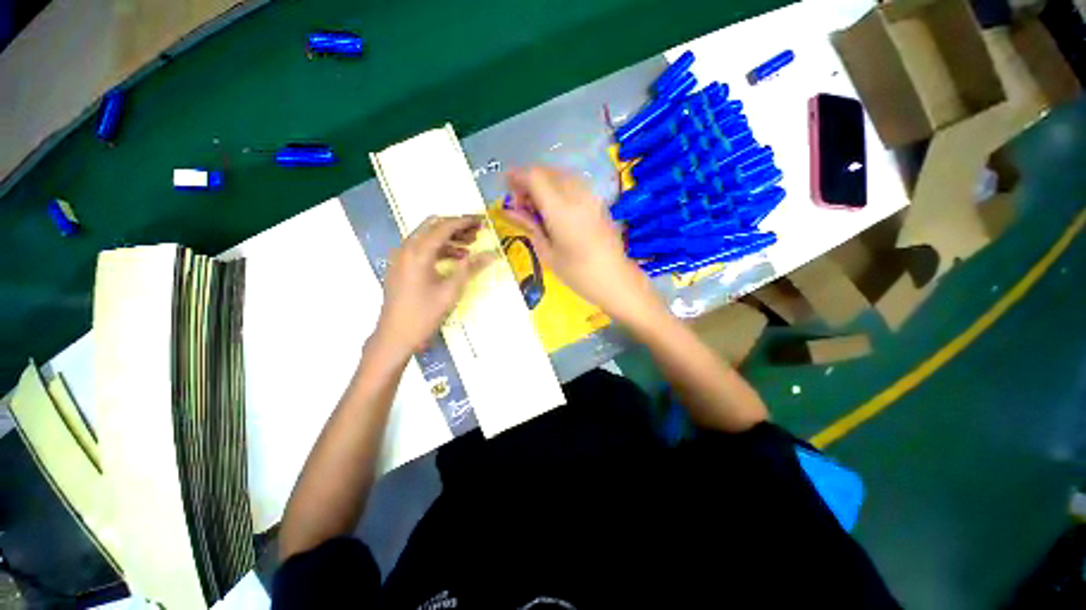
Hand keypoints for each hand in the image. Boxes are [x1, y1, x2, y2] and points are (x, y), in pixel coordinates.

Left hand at [373, 215, 495, 359]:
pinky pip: (422, 249)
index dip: (465, 222)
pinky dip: (439, 249)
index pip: (444, 227)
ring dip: (448, 238)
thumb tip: (493, 254)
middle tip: (477, 233)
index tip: (482, 221)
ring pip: (427, 237)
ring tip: (470, 247)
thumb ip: (471, 268)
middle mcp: (406, 248)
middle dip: (456, 227)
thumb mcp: (451, 290)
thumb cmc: (424, 314)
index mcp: (418, 252)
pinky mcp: (401, 267)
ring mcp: (401, 257)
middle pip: (433, 226)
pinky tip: (455, 259)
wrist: (395, 336)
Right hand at [505, 167, 662, 325]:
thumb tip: (508, 210)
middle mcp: (577, 195)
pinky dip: (558, 188)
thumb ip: (529, 226)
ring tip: (537, 208)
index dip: (517, 177)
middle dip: (529, 181)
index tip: (506, 188)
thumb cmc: (578, 274)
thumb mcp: (547, 253)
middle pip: (547, 172)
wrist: (615, 280)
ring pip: (561, 175)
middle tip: (521, 205)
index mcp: (561, 210)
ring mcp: (591, 196)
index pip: (534, 177)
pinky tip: (555, 209)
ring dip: (544, 183)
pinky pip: (574, 184)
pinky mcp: (598, 202)